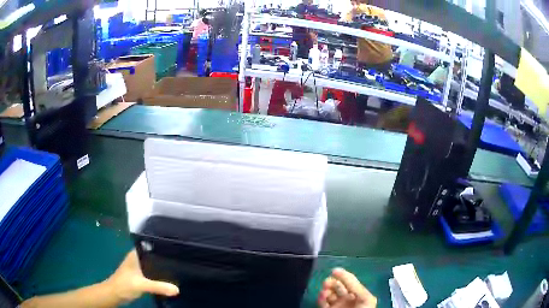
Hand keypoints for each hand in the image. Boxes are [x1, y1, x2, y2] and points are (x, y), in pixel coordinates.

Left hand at [105, 250, 178, 303]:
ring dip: (163, 268)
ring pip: (154, 265)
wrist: (114, 294)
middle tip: (182, 261)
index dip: (164, 247)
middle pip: (154, 256)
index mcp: (136, 254)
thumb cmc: (124, 284)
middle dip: (166, 259)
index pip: (152, 245)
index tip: (179, 249)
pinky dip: (160, 275)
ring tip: (179, 269)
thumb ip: (158, 286)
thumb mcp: (142, 285)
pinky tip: (169, 279)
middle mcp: (138, 258)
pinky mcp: (140, 276)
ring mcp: (139, 267)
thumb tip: (177, 289)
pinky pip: (153, 273)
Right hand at [318, 268, 376, 307]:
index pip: (350, 282)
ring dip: (325, 291)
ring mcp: (337, 306)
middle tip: (327, 282)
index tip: (334, 270)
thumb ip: (354, 286)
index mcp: (359, 295)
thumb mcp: (365, 298)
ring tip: (325, 291)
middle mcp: (348, 299)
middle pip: (338, 287)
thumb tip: (337, 271)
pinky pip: (322, 303)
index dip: (343, 276)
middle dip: (332, 282)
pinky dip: (320, 299)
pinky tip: (321, 297)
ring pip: (329, 294)